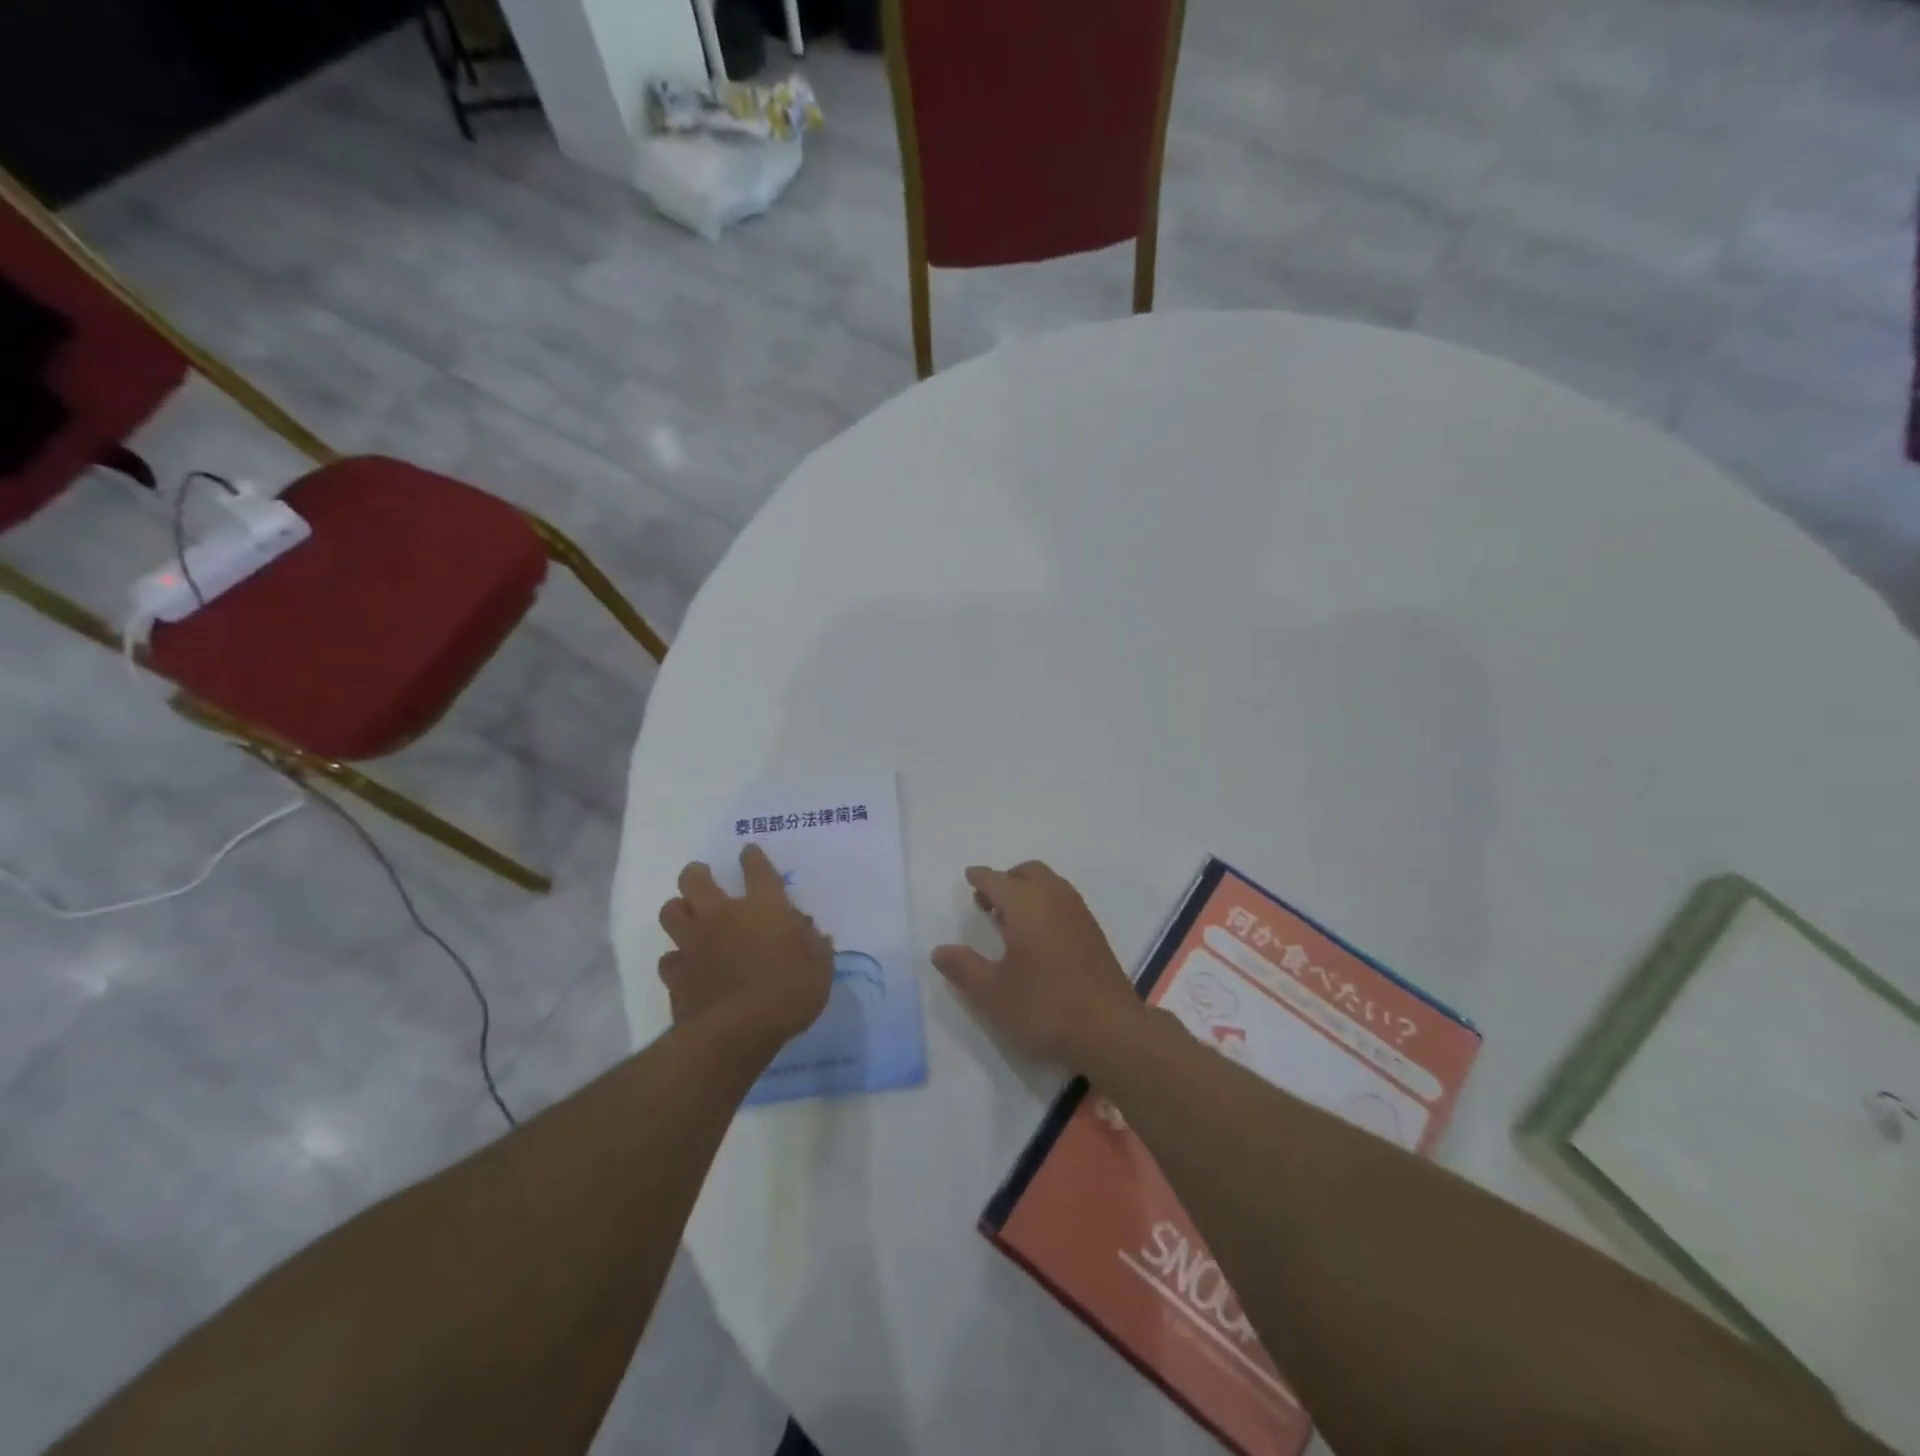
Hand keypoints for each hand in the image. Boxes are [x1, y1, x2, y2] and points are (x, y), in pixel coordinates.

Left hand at [658, 845, 833, 1055]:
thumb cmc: (789, 991)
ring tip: (686, 915)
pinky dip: (675, 959)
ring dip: (678, 909)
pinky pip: (667, 958)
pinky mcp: (676, 974)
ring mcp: (694, 943)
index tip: (748, 851)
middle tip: (701, 876)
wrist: (737, 1031)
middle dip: (696, 873)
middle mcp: (724, 916)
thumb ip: (814, 945)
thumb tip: (809, 933)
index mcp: (764, 907)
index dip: (753, 858)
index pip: (758, 870)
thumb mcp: (820, 967)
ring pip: (670, 911)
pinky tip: (684, 965)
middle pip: (696, 880)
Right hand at [931, 861, 1143, 1070]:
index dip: (980, 878)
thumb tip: (939, 950)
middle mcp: (1053, 898)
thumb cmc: (1045, 1007)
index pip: (996, 879)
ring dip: (1027, 890)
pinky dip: (1045, 903)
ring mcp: (1078, 913)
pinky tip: (1038, 936)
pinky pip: (1063, 900)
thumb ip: (963, 968)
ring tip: (1009, 919)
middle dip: (1006, 879)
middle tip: (987, 901)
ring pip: (1049, 884)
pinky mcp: (1093, 931)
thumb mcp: (992, 993)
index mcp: (1026, 904)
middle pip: (1027, 872)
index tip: (969, 877)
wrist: (1110, 1029)